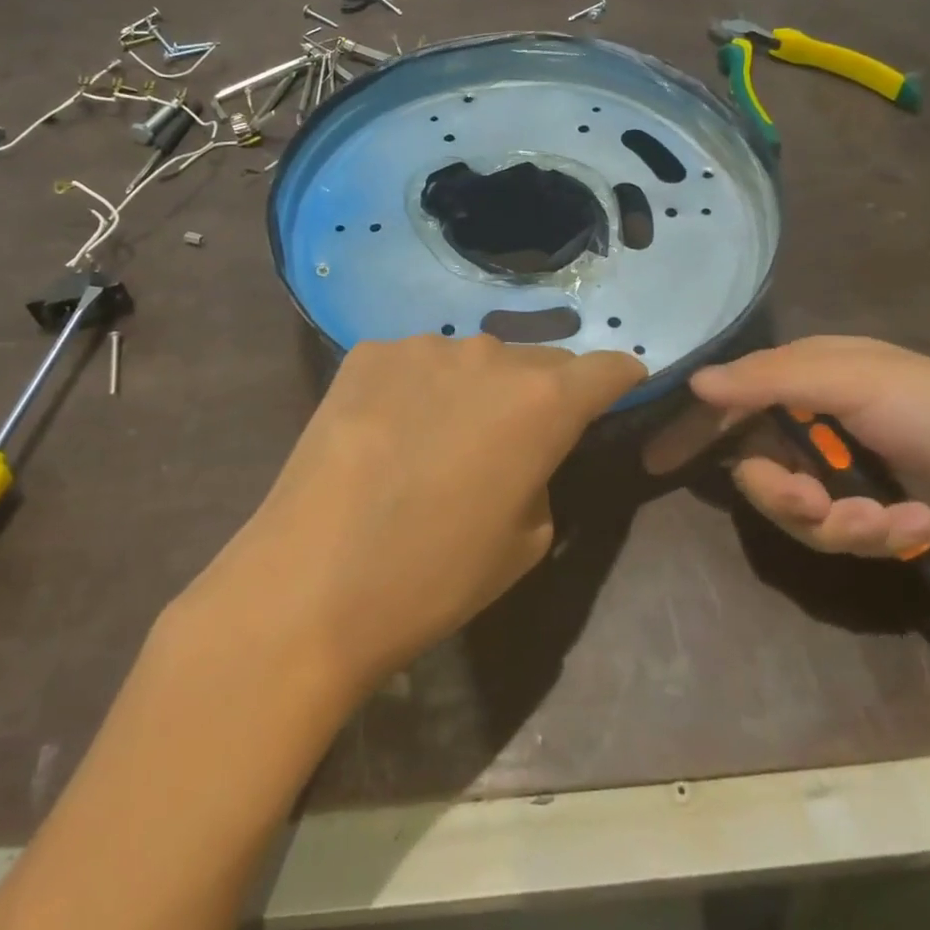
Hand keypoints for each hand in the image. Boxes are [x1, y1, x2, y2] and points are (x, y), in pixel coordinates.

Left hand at [225, 334, 645, 691]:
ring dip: (474, 389)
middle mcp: (489, 355)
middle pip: (537, 361)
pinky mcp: (367, 352)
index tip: (619, 389)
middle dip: (541, 392)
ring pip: (472, 360)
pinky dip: (418, 388)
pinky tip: (388, 432)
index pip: (605, 368)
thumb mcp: (526, 542)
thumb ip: (542, 473)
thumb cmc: (433, 577)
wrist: (310, 583)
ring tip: (439, 439)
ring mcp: (422, 347)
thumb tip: (523, 448)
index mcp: (542, 402)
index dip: (619, 379)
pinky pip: (415, 363)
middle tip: (516, 437)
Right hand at [643, 336, 929, 581]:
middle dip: (779, 491)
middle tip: (808, 500)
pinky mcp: (872, 520)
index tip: (656, 461)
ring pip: (793, 510)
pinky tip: (917, 525)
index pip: (731, 399)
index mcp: (807, 378)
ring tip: (882, 521)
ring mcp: (843, 474)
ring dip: (835, 520)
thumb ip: (769, 379)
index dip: (694, 427)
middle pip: (756, 465)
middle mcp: (815, 424)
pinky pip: (839, 537)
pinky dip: (876, 534)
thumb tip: (696, 382)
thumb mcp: (855, 377)